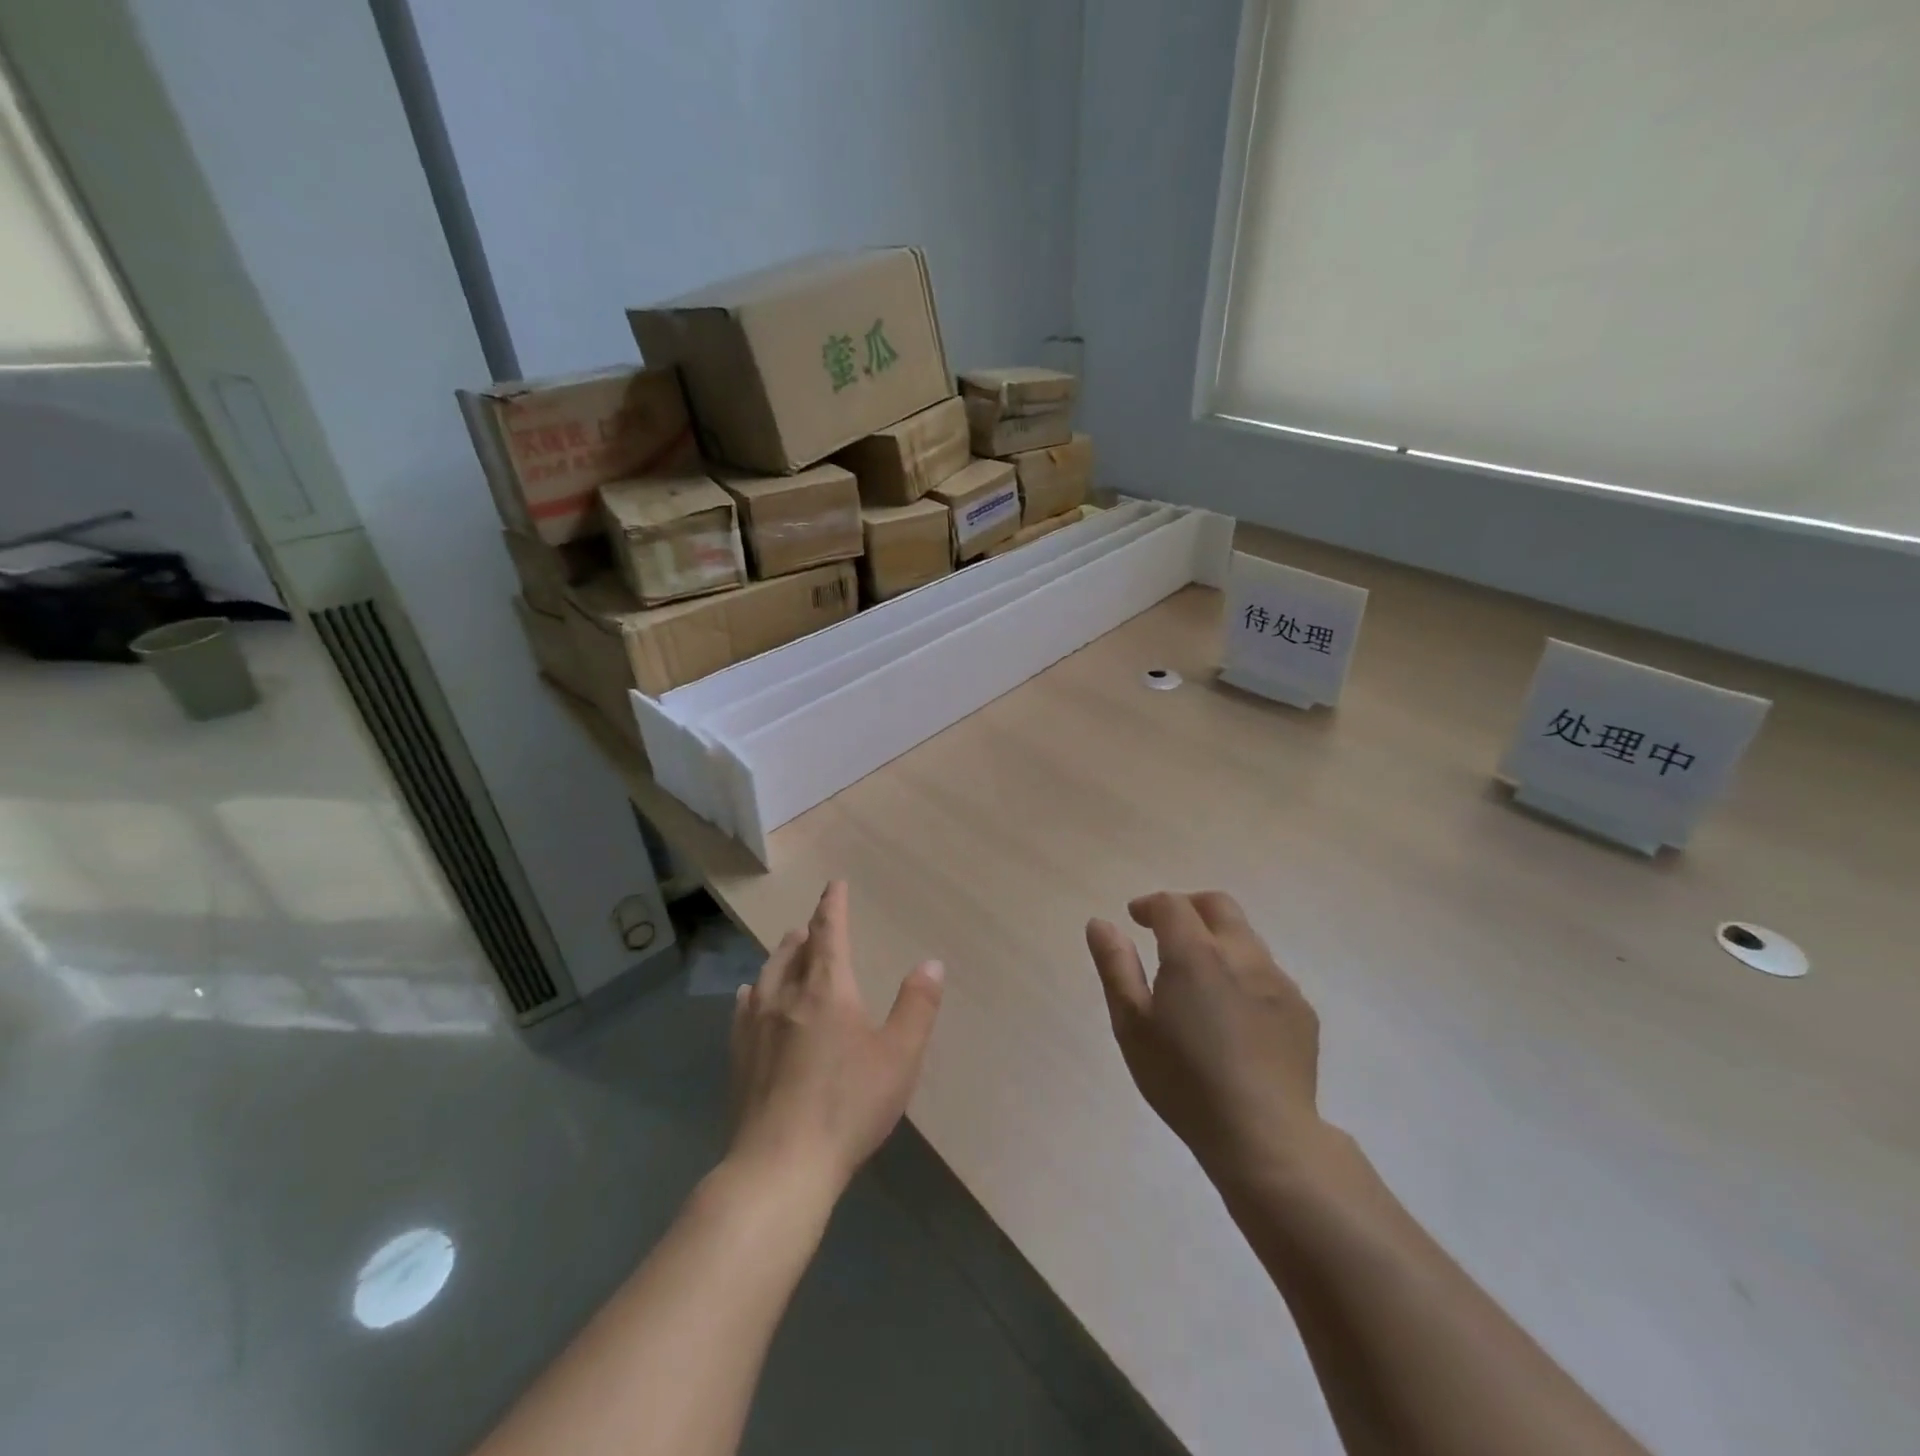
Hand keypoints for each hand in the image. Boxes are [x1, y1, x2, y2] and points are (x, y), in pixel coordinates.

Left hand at [727, 881, 944, 1200]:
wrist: (780, 1164)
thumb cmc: (848, 1105)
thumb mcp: (899, 1056)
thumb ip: (917, 1006)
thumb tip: (931, 962)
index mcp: (827, 989)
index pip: (829, 933)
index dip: (833, 905)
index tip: (834, 885)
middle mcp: (787, 996)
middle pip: (794, 950)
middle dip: (808, 932)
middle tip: (815, 924)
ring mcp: (756, 1026)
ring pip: (767, 974)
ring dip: (781, 955)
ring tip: (788, 948)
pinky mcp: (739, 1056)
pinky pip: (744, 1007)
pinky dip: (754, 990)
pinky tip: (750, 995)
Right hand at [1086, 891, 1326, 1193]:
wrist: (1264, 1136)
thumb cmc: (1184, 1080)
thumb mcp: (1132, 1025)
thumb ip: (1115, 966)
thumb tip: (1100, 923)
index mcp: (1195, 953)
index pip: (1172, 905)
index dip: (1150, 904)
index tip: (1135, 918)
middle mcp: (1242, 954)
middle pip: (1218, 905)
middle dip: (1189, 906)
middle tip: (1167, 928)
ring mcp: (1278, 981)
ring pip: (1246, 937)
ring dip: (1218, 939)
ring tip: (1199, 975)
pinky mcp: (1301, 1010)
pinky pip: (1268, 973)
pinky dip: (1244, 973)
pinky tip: (1233, 1013)